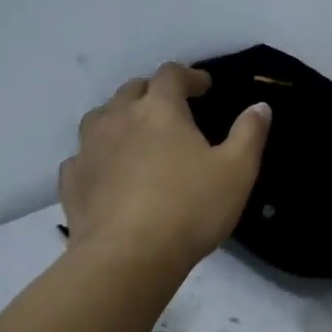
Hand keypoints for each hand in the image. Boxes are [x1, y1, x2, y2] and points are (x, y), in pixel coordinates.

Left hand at [58, 62, 270, 269]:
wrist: (127, 256)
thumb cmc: (190, 209)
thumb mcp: (237, 172)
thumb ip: (249, 134)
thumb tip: (260, 106)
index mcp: (160, 109)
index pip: (171, 74)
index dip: (189, 75)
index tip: (204, 86)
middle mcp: (119, 118)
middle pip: (132, 89)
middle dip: (153, 92)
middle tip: (172, 109)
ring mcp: (89, 149)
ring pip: (100, 117)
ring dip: (119, 117)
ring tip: (135, 134)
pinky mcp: (72, 181)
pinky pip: (82, 156)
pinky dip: (97, 155)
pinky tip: (107, 171)